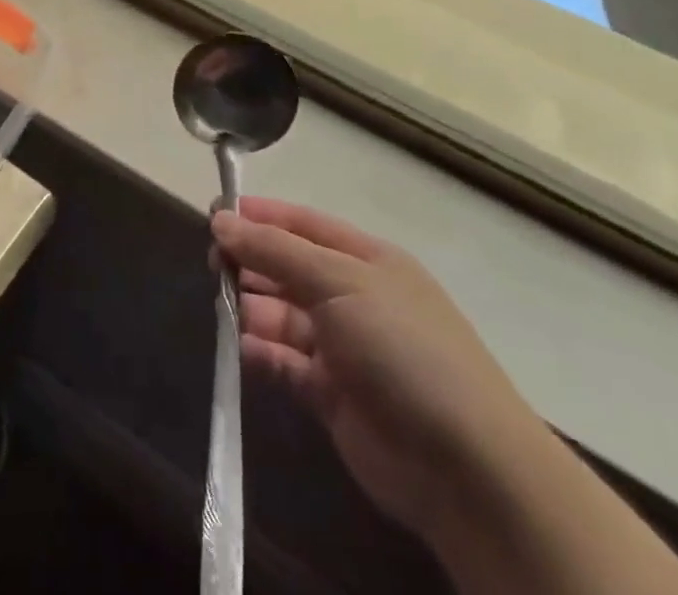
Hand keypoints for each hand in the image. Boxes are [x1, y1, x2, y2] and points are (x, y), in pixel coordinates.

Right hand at [213, 198, 549, 539]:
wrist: (465, 467)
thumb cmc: (401, 347)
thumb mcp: (338, 281)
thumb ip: (275, 250)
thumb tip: (222, 219)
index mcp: (366, 260)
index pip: (303, 224)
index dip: (260, 215)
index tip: (215, 212)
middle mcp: (353, 297)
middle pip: (289, 267)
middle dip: (251, 260)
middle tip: (212, 263)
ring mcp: (344, 348)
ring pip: (283, 315)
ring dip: (252, 308)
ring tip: (223, 306)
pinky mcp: (333, 395)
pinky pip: (286, 363)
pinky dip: (262, 354)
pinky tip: (242, 349)